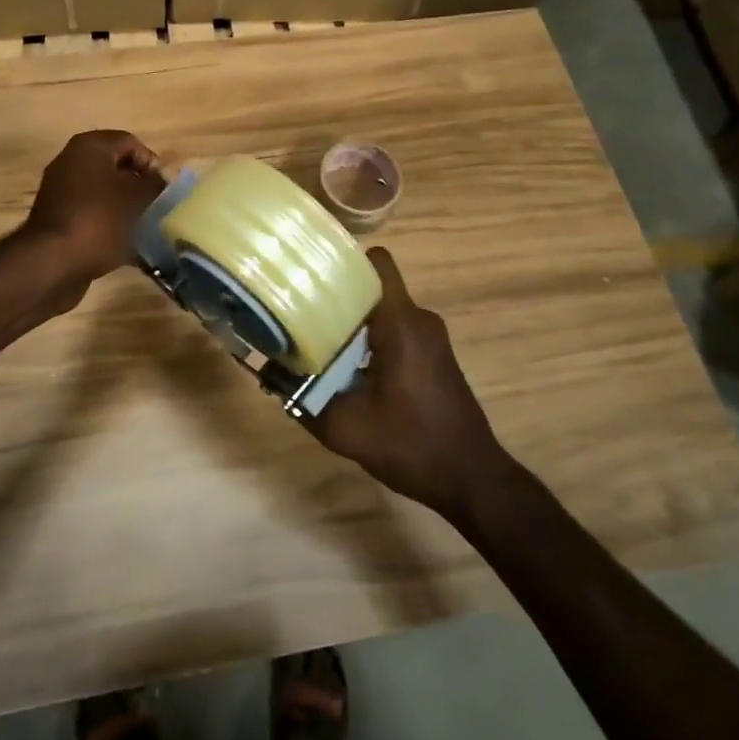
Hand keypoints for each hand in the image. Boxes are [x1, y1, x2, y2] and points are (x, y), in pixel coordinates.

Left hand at [24, 130, 166, 284]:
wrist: (51, 264)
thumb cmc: (98, 221)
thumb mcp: (136, 200)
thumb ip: (155, 186)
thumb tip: (165, 181)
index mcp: (90, 147)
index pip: (130, 143)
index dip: (153, 163)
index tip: (165, 188)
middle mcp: (72, 162)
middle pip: (118, 168)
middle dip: (141, 187)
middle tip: (160, 207)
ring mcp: (63, 191)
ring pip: (106, 193)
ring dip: (129, 208)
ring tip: (150, 228)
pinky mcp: (61, 219)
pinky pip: (94, 214)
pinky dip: (112, 225)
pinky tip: (132, 247)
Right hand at [306, 248, 507, 522]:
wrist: (470, 478)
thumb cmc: (411, 445)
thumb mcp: (345, 428)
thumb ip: (303, 398)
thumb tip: (268, 374)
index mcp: (401, 323)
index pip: (376, 262)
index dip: (343, 261)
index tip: (311, 276)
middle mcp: (419, 319)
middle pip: (373, 286)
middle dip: (338, 296)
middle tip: (300, 312)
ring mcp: (431, 336)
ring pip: (383, 309)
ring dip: (353, 322)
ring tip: (317, 340)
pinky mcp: (434, 354)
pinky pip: (396, 329)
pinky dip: (370, 338)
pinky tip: (347, 367)